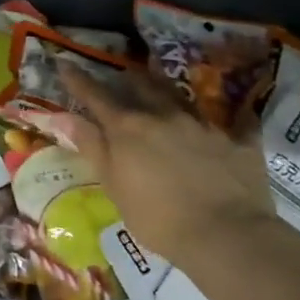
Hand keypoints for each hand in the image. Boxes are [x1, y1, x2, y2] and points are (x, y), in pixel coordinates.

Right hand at [57, 64, 279, 269]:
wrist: (227, 236)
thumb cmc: (157, 217)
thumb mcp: (113, 185)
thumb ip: (90, 146)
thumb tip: (61, 115)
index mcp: (128, 128)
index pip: (96, 96)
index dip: (78, 79)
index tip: (65, 63)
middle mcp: (164, 116)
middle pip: (141, 86)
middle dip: (128, 79)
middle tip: (121, 75)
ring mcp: (203, 125)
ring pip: (180, 98)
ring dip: (167, 91)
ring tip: (162, 89)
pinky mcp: (238, 141)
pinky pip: (233, 123)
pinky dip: (227, 121)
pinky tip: (233, 120)